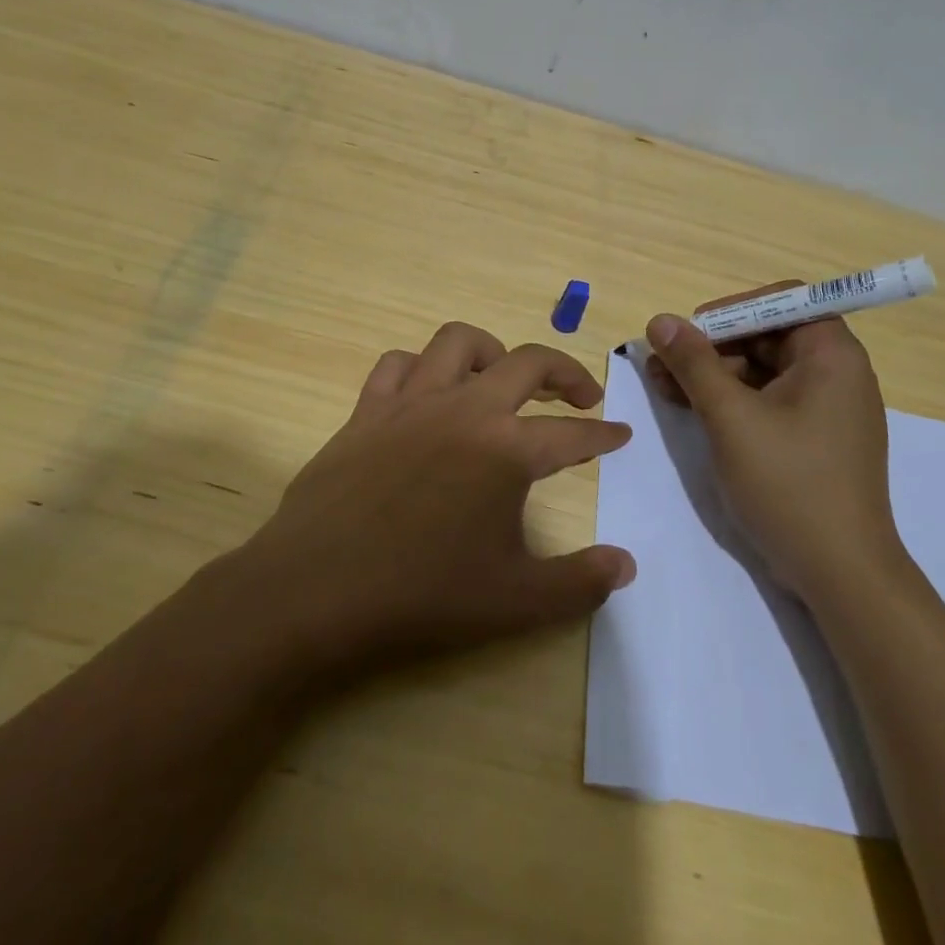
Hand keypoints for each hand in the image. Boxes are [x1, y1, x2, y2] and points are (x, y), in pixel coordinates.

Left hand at [240, 321, 635, 683]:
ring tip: (502, 378)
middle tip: (581, 394)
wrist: (318, 589)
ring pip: (458, 343)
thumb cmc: (423, 594)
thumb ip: (581, 582)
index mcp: (507, 449)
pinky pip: (397, 365)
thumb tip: (626, 565)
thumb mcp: (517, 601)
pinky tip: (427, 392)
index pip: (573, 434)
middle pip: (528, 362)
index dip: (603, 435)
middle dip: (565, 372)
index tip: (621, 434)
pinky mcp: (367, 410)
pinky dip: (420, 368)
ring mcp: (411, 402)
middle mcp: (465, 409)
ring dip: (492, 351)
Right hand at [644, 284, 897, 598]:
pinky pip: (770, 402)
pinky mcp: (816, 439)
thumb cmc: (789, 484)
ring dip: (714, 375)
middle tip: (662, 364)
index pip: (782, 301)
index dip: (731, 310)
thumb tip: (661, 320)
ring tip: (664, 390)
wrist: (841, 574)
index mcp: (832, 355)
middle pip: (768, 336)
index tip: (690, 333)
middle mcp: (836, 373)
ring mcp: (827, 409)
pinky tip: (693, 412)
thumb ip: (694, 364)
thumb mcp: (731, 418)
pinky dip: (732, 402)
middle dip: (712, 347)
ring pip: (763, 371)